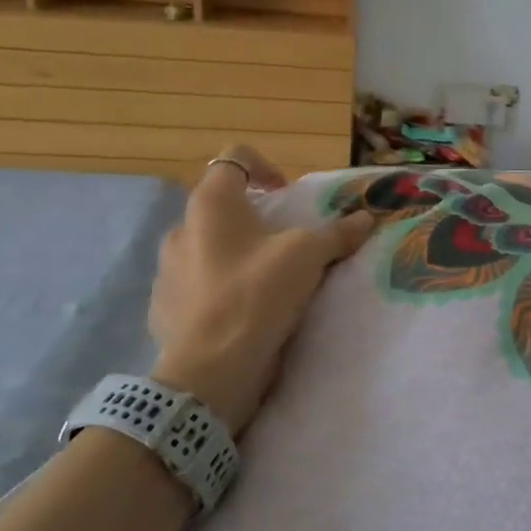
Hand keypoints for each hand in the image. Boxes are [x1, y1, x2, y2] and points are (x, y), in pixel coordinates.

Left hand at [148, 147, 374, 433]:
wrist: (210, 371)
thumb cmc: (257, 294)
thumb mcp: (308, 256)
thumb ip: (337, 233)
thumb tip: (366, 218)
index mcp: (211, 204)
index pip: (234, 159)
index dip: (265, 167)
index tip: (288, 195)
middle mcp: (182, 229)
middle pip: (222, 206)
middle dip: (255, 218)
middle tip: (286, 241)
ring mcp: (167, 270)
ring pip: (208, 247)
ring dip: (237, 254)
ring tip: (268, 280)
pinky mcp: (165, 308)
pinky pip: (197, 285)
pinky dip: (220, 288)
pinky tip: (246, 312)